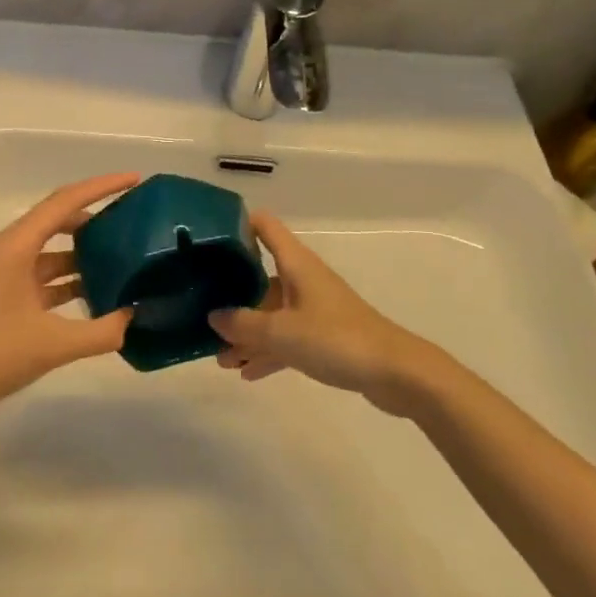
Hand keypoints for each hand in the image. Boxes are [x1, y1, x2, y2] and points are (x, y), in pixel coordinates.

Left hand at [0, 173, 139, 428]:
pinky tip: (90, 294)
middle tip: (130, 224)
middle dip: (93, 220)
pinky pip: (36, 274)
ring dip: (80, 254)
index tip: (133, 180)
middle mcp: (3, 249)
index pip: (64, 202)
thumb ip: (101, 331)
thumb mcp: (52, 345)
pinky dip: (63, 279)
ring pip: (46, 250)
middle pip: (55, 220)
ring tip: (119, 261)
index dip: (101, 187)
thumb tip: (133, 319)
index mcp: (13, 246)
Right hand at [209, 210, 436, 413]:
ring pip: (271, 313)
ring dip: (247, 332)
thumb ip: (243, 324)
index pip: (264, 226)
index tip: (207, 235)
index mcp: (296, 263)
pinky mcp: (324, 335)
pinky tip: (247, 373)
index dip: (237, 223)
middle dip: (231, 294)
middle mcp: (303, 279)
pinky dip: (268, 351)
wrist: (395, 373)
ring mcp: (314, 307)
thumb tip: (213, 316)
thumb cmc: (336, 339)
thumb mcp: (282, 332)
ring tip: (220, 359)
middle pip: (260, 275)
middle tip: (200, 311)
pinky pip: (287, 337)